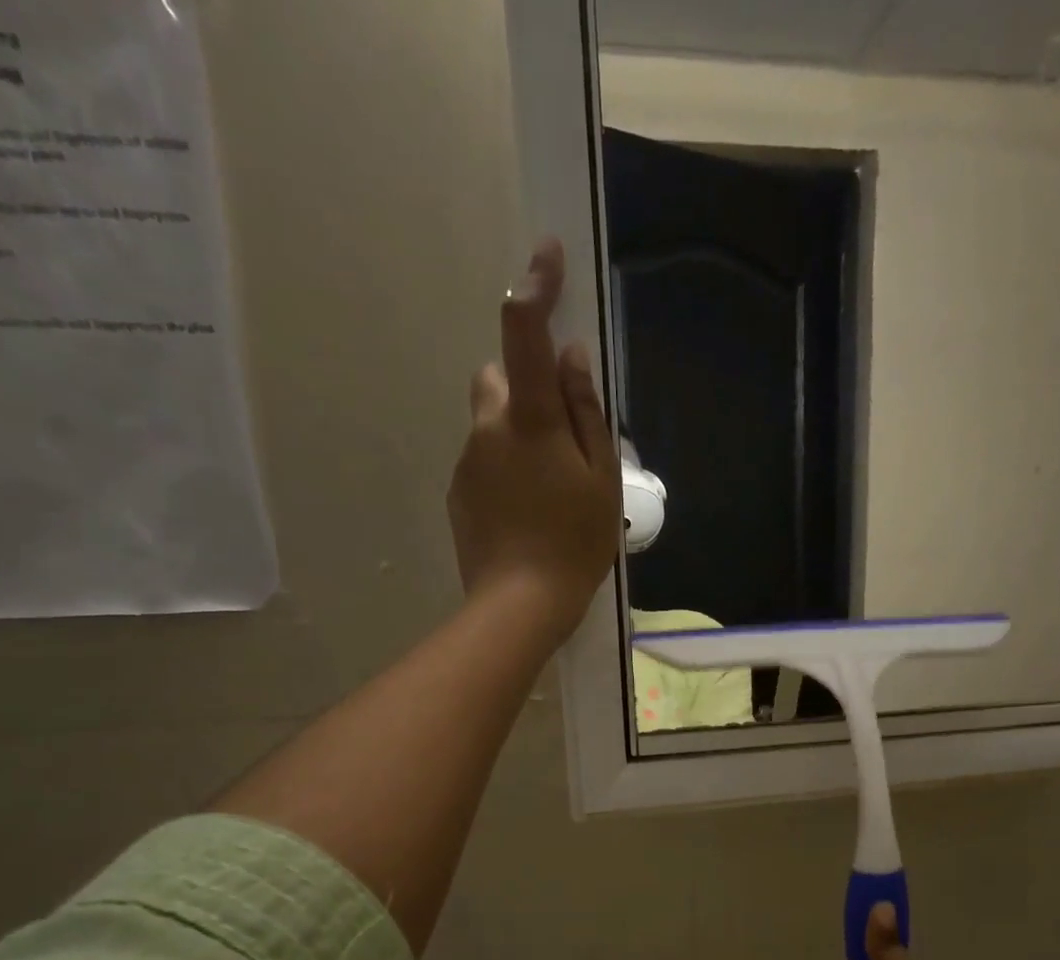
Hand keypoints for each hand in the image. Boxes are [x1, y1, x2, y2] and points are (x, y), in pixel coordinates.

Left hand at [449, 237, 620, 642]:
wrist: (519, 604)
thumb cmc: (575, 542)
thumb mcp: (601, 478)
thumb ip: (587, 413)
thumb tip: (573, 357)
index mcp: (530, 419)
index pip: (525, 333)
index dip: (536, 287)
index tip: (546, 254)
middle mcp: (488, 427)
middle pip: (499, 378)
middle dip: (526, 387)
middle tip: (562, 435)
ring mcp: (467, 461)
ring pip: (491, 423)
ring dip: (518, 435)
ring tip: (549, 490)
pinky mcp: (459, 493)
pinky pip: (483, 460)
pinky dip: (505, 470)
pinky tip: (527, 513)